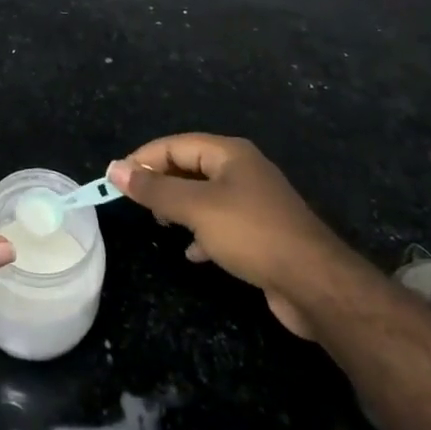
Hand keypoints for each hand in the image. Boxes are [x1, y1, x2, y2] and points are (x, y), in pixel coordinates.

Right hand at [108, 134, 358, 339]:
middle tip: (137, 204)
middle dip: (161, 183)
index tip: (115, 180)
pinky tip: (192, 253)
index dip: (143, 159)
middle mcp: (243, 171)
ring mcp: (255, 202)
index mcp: (229, 153)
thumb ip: (154, 188)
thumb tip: (114, 168)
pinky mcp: (262, 233)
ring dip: (180, 208)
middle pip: (190, 167)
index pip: (175, 145)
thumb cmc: (251, 234)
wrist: (316, 285)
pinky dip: (202, 233)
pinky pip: (221, 223)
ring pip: (205, 197)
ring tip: (160, 225)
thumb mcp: (196, 208)